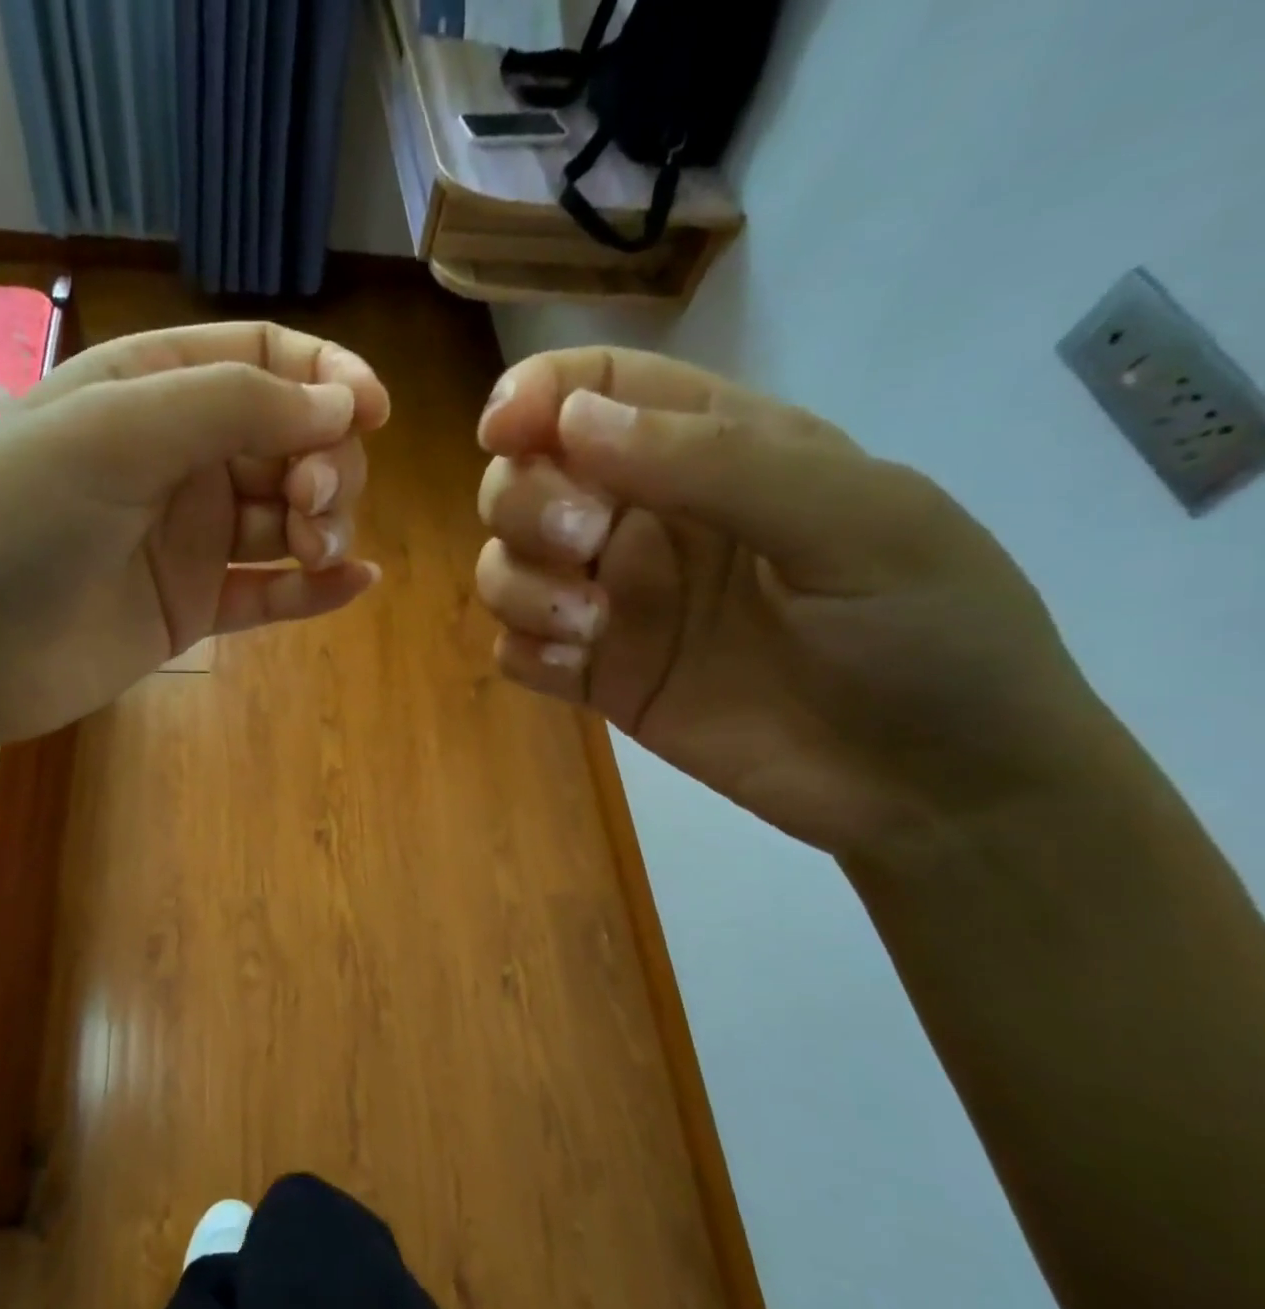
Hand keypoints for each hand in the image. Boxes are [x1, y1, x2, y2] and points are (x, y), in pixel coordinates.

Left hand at [0, 323, 389, 774]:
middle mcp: (178, 459)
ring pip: (288, 518)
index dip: (325, 378)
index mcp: (152, 390)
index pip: (262, 358)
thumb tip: (342, 407)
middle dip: (323, 462)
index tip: (372, 414)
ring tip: (316, 549)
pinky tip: (357, 584)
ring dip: (323, 525)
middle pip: (290, 440)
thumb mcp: (114, 434)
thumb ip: (232, 406)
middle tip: (310, 504)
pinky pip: (270, 591)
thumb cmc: (15, 522)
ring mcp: (189, 538)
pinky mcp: (194, 607)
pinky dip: (315, 589)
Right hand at [474, 347, 1110, 858]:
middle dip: (526, 501)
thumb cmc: (927, 633)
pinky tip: (579, 667)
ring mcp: (617, 604)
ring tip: (590, 625)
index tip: (504, 432)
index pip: (597, 388)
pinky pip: (515, 648)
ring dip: (521, 583)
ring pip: (506, 563)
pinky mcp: (599, 679)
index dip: (535, 394)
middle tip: (585, 544)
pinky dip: (525, 647)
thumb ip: (714, 462)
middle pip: (526, 476)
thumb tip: (571, 420)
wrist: (935, 788)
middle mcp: (648, 519)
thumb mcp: (854, 521)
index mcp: (713, 451)